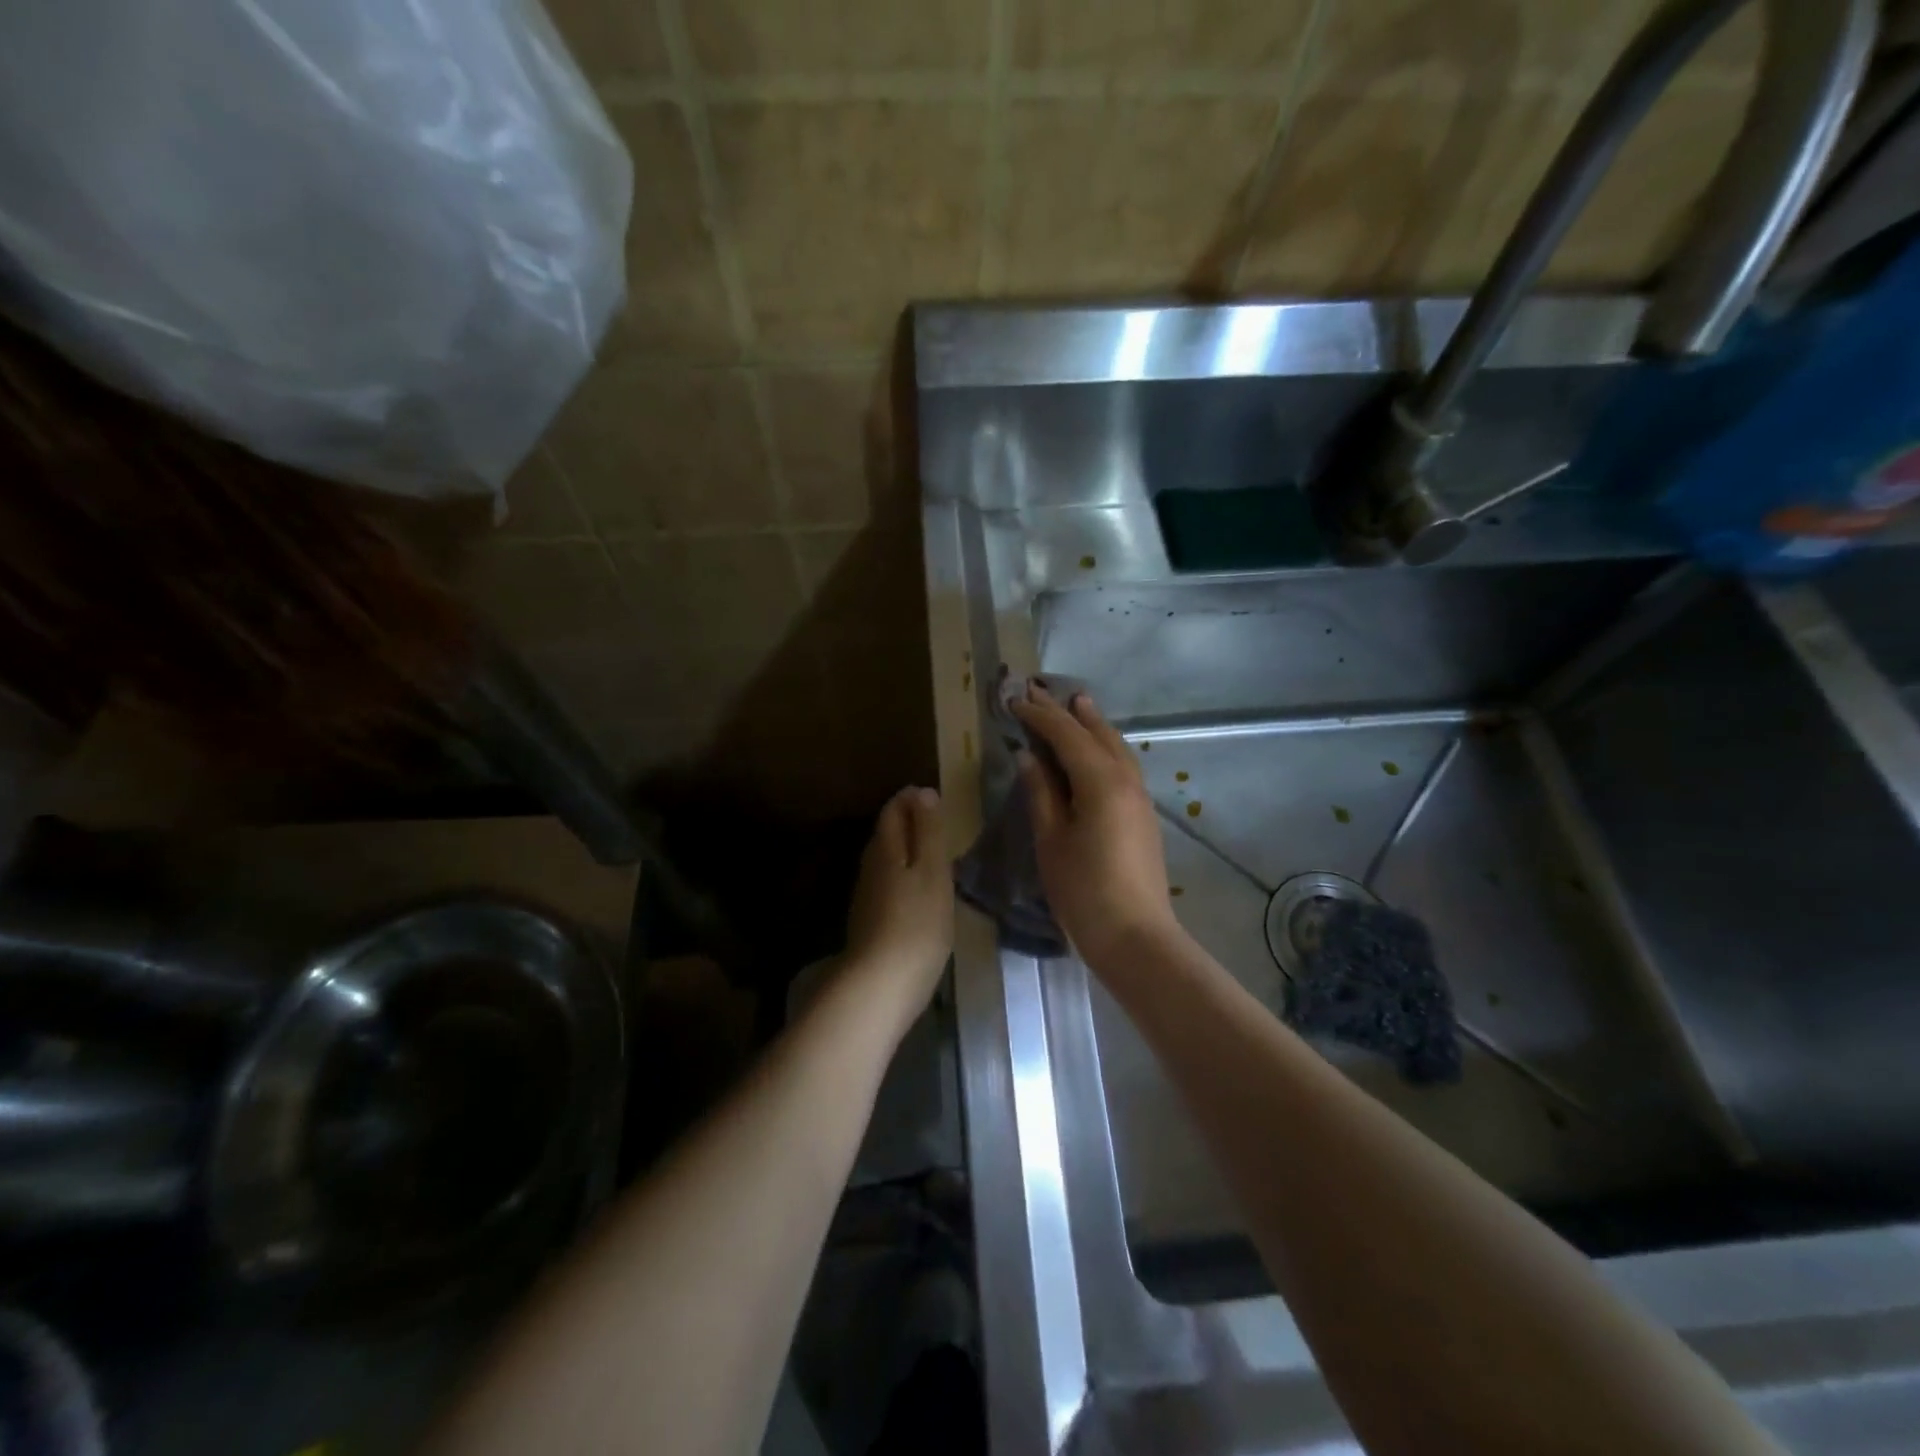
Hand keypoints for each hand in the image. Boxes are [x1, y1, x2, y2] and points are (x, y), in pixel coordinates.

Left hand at [842, 786, 954, 1021]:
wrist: (880, 986)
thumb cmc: (916, 923)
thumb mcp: (932, 872)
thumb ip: (929, 832)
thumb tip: (923, 792)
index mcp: (886, 849)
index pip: (893, 811)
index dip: (910, 799)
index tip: (932, 795)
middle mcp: (870, 867)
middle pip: (885, 834)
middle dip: (907, 821)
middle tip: (935, 820)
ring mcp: (867, 897)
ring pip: (885, 860)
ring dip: (905, 850)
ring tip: (932, 852)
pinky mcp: (870, 922)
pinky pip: (888, 884)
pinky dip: (903, 876)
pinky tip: (918, 891)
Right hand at [1010, 683, 1181, 970]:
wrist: (1134, 935)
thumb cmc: (1083, 890)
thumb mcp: (1051, 841)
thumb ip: (1041, 793)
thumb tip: (1029, 757)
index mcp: (1100, 781)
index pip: (1065, 735)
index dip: (1039, 716)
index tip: (1015, 699)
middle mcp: (1125, 779)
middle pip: (1096, 733)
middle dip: (1069, 711)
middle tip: (1042, 689)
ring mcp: (1139, 796)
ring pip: (1116, 746)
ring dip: (1093, 724)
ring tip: (1077, 704)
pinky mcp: (1143, 814)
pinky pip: (1123, 764)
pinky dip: (1105, 746)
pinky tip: (1096, 749)